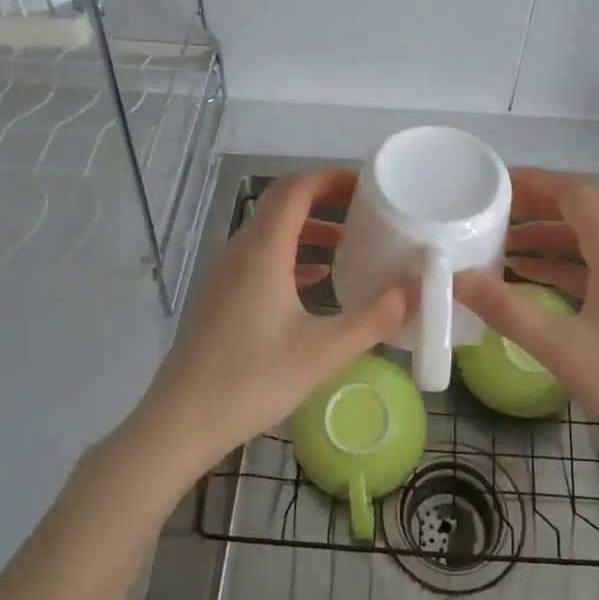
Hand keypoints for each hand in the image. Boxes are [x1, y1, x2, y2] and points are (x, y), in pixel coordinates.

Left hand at [131, 168, 411, 481]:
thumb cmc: (253, 380)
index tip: (368, 186)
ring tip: (349, 244)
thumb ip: (375, 318)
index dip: (332, 178)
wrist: (181, 421)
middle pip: (282, 204)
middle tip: (366, 212)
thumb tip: (417, 289)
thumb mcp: (324, 352)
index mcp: (262, 250)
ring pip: (270, 232)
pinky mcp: (219, 295)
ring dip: (309, 230)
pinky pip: (259, 257)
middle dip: (325, 201)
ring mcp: (224, 273)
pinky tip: (316, 281)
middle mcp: (240, 250)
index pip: (296, 188)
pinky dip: (291, 256)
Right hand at [453, 168, 598, 477]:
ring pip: (587, 245)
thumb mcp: (565, 349)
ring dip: (545, 243)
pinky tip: (534, 286)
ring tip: (499, 251)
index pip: (574, 193)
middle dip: (533, 211)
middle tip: (486, 219)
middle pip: (580, 214)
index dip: (533, 183)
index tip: (491, 188)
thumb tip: (458, 279)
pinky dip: (562, 271)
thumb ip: (508, 311)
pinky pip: (597, 272)